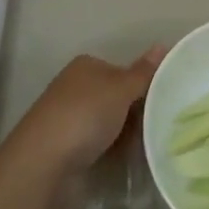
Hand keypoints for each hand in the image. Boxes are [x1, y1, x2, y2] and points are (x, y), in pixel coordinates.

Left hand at [6, 48, 164, 189]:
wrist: (44, 163)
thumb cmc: (85, 115)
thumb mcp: (120, 89)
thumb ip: (143, 72)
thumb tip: (162, 45)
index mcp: (86, 66)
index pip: (124, 71)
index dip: (144, 85)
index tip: (165, 102)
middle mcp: (77, 88)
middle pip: (118, 97)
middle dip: (138, 112)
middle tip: (161, 126)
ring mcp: (71, 118)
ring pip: (111, 123)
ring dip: (128, 135)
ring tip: (151, 145)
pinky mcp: (69, 147)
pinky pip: (101, 144)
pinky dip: (114, 150)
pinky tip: (130, 159)